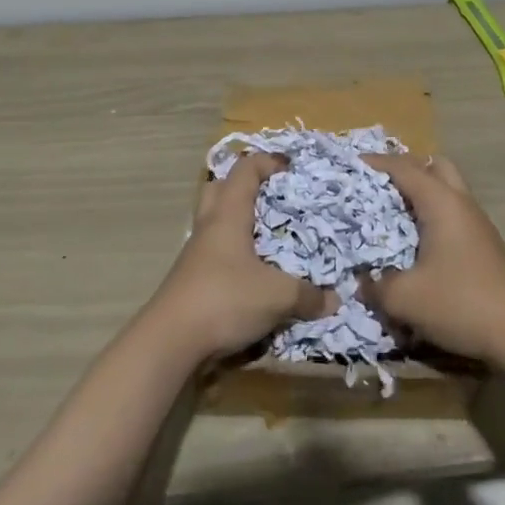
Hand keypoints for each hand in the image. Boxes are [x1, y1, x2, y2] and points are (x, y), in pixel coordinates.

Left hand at [145, 152, 333, 360]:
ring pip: (215, 222)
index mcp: (228, 215)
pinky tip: (255, 273)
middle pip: (220, 189)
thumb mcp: (277, 297)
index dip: (268, 162)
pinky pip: (215, 252)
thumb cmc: (224, 300)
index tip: (291, 168)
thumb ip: (308, 296)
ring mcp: (196, 254)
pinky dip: (235, 254)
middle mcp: (209, 227)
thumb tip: (334, 300)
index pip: (245, 170)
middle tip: (273, 198)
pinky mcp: (191, 279)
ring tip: (269, 236)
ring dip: (239, 222)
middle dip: (246, 187)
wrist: (170, 342)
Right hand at [359, 154, 504, 363]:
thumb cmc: (460, 303)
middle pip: (434, 166)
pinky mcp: (483, 244)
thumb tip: (361, 281)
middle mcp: (460, 203)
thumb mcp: (405, 298)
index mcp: (441, 203)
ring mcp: (476, 223)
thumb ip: (375, 286)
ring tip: (391, 212)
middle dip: (405, 169)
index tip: (349, 164)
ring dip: (420, 193)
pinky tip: (415, 241)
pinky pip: (452, 212)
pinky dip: (431, 214)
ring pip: (447, 190)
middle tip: (377, 185)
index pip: (403, 168)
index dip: (375, 163)